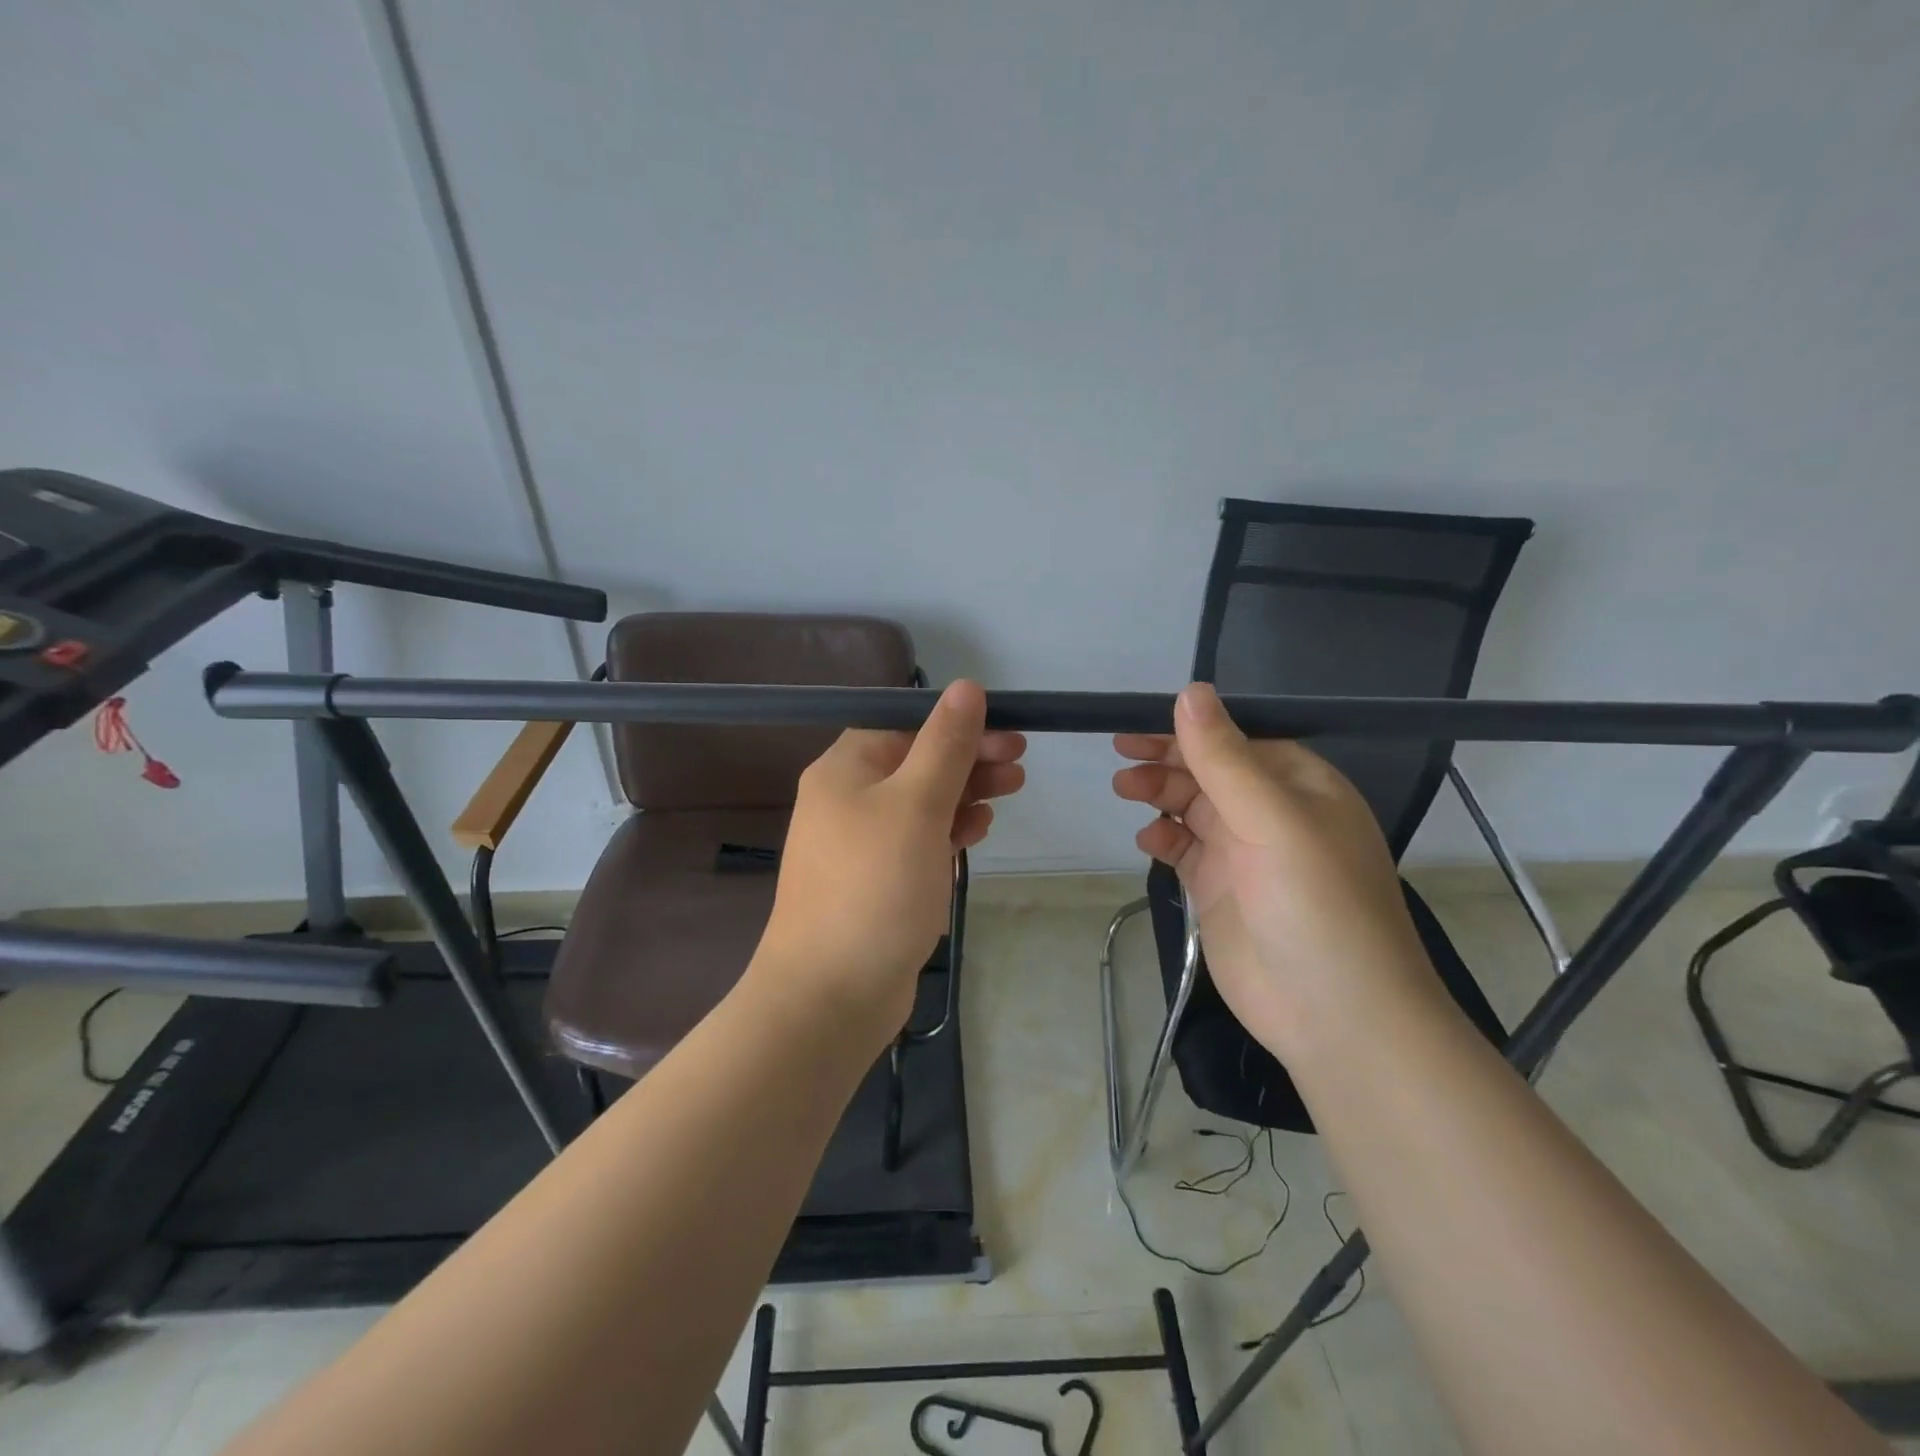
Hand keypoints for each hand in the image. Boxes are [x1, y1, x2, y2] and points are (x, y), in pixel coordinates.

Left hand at [752, 680, 1025, 1045]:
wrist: (830, 995)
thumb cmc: (875, 887)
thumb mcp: (917, 805)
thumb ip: (945, 744)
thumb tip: (966, 686)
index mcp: (845, 770)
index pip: (906, 726)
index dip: (958, 725)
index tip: (1009, 734)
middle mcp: (847, 800)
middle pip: (916, 763)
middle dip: (969, 760)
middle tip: (1020, 765)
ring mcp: (859, 845)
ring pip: (921, 803)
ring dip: (965, 793)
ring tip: (1011, 791)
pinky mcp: (876, 882)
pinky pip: (916, 842)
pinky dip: (947, 831)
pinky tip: (977, 831)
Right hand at [1113, 683, 1440, 1061]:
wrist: (1336, 1018)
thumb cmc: (1316, 905)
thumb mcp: (1272, 821)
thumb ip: (1225, 758)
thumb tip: (1190, 691)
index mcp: (1301, 786)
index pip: (1238, 739)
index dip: (1190, 729)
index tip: (1139, 723)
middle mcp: (1273, 814)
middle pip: (1210, 770)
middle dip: (1167, 760)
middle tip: (1121, 758)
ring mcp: (1245, 854)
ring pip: (1193, 806)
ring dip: (1160, 793)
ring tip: (1125, 789)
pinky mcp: (1220, 891)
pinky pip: (1185, 849)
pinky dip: (1163, 838)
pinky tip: (1148, 840)